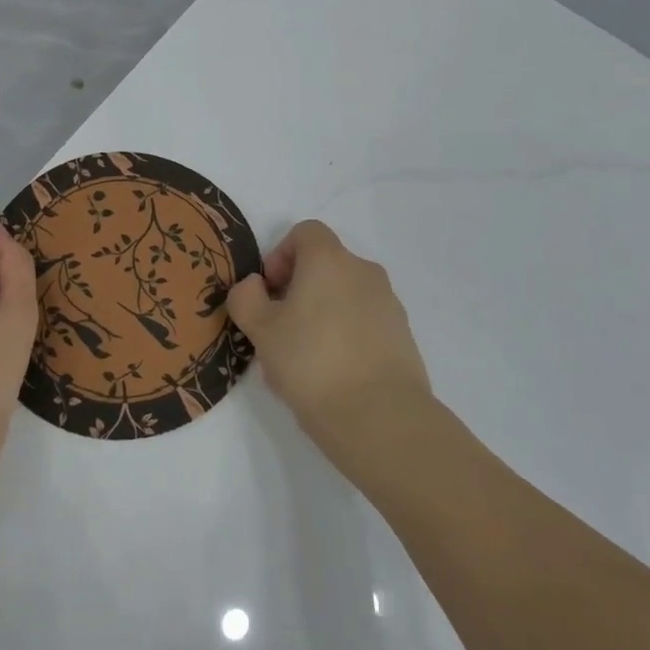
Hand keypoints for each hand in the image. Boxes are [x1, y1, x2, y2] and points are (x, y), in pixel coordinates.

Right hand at [227, 220, 433, 471]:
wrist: (380, 417)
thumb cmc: (311, 362)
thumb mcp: (261, 330)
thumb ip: (246, 298)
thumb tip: (254, 286)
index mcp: (330, 260)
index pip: (305, 232)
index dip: (280, 255)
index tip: (270, 292)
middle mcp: (364, 272)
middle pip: (325, 265)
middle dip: (297, 290)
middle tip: (279, 331)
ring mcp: (389, 304)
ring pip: (344, 296)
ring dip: (320, 315)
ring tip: (303, 360)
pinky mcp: (403, 336)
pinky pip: (364, 323)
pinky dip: (345, 336)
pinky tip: (332, 376)